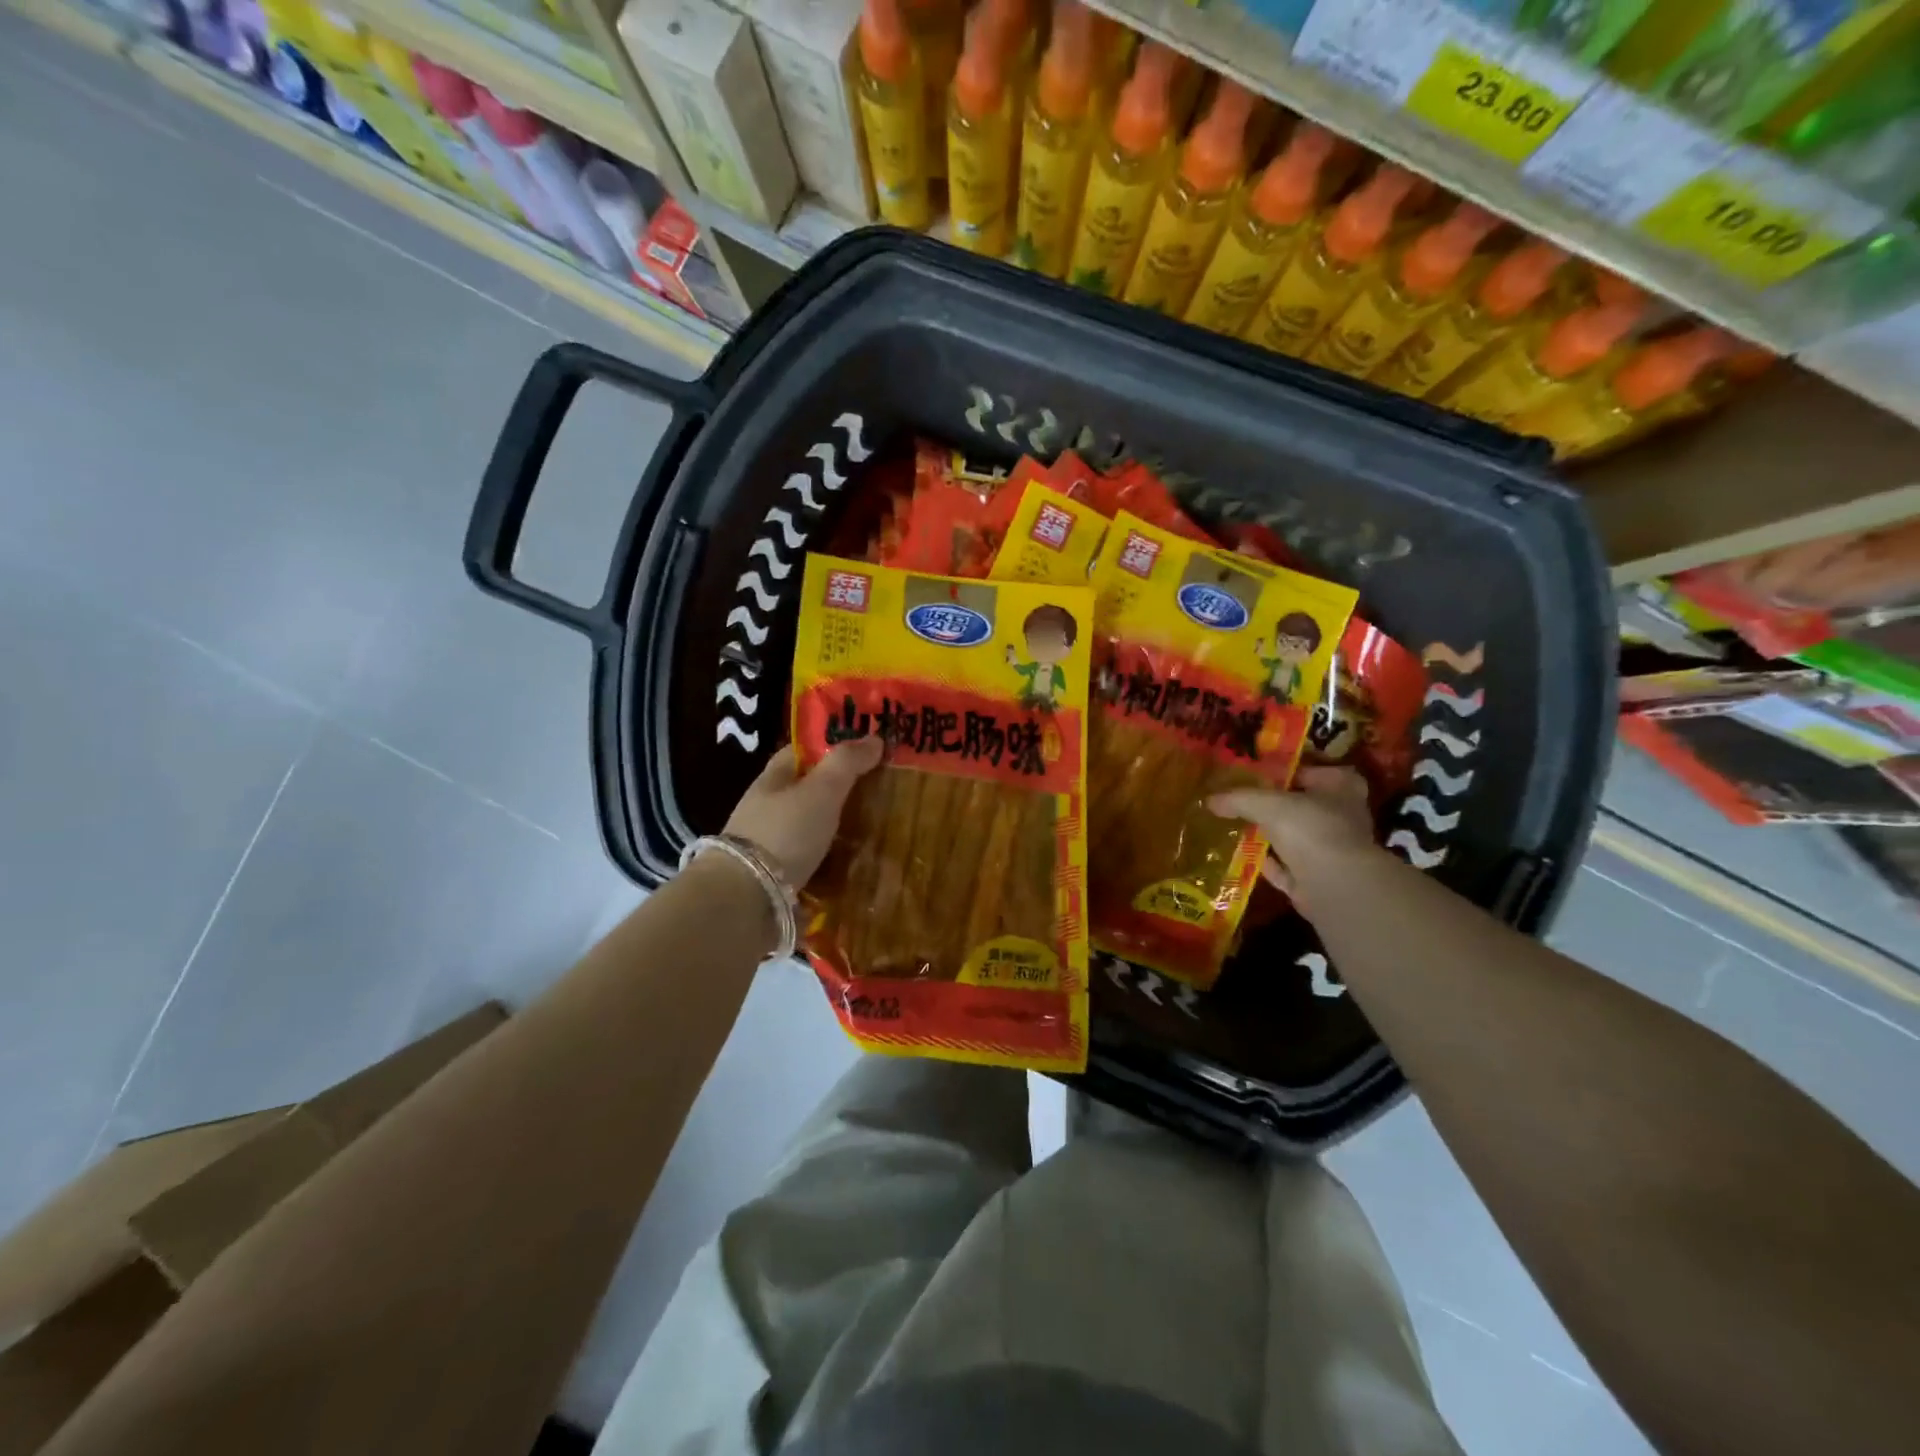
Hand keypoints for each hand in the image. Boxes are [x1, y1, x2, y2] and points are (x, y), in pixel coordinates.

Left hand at [723, 738, 883, 886]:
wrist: (745, 898)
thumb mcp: (821, 790)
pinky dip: (829, 858)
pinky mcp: (775, 875)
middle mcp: (768, 807)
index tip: (865, 751)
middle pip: (807, 789)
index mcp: (773, 778)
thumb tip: (875, 737)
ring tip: (873, 830)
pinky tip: (852, 863)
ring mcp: (769, 843)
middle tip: (880, 793)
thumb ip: (847, 763)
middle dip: (838, 790)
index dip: (831, 746)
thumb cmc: (784, 832)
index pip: (803, 751)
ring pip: (809, 825)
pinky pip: (809, 858)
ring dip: (835, 827)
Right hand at [1208, 766, 1377, 917]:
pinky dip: (1268, 863)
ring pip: (1295, 837)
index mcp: (1341, 787)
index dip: (1285, 772)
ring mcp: (1333, 850)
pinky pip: (1288, 867)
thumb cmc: (1310, 829)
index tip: (1256, 775)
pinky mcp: (1319, 879)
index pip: (1312, 771)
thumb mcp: (1266, 804)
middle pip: (1302, 806)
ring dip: (1269, 836)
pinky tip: (1243, 858)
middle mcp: (1343, 816)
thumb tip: (1209, 800)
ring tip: (1236, 828)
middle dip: (1273, 806)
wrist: (1335, 885)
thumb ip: (1238, 799)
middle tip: (1241, 802)